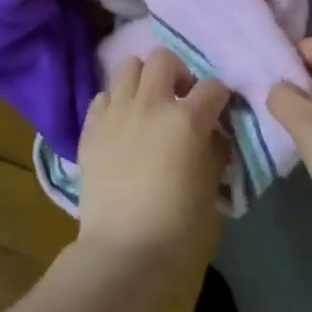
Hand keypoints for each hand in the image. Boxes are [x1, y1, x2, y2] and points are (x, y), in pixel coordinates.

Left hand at [74, 51, 227, 279]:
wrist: (122, 253)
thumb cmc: (177, 228)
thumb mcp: (210, 189)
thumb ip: (215, 152)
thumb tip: (214, 134)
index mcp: (186, 118)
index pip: (212, 87)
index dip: (219, 98)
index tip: (219, 112)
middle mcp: (151, 104)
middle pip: (163, 58)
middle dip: (177, 72)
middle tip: (180, 98)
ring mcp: (117, 112)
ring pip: (128, 66)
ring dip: (142, 79)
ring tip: (147, 103)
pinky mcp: (91, 128)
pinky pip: (103, 97)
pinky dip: (115, 103)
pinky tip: (121, 124)